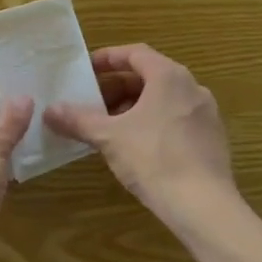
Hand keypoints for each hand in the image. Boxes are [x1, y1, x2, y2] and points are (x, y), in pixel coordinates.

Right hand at [44, 44, 236, 230]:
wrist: (204, 207)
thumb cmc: (154, 159)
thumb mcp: (109, 137)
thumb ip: (78, 120)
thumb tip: (49, 110)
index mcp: (169, 77)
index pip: (135, 54)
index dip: (108, 59)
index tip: (87, 70)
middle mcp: (192, 88)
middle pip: (149, 76)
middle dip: (117, 88)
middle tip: (93, 104)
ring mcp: (206, 114)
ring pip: (163, 99)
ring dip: (134, 107)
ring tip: (110, 127)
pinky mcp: (213, 140)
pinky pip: (176, 119)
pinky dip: (153, 123)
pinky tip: (136, 147)